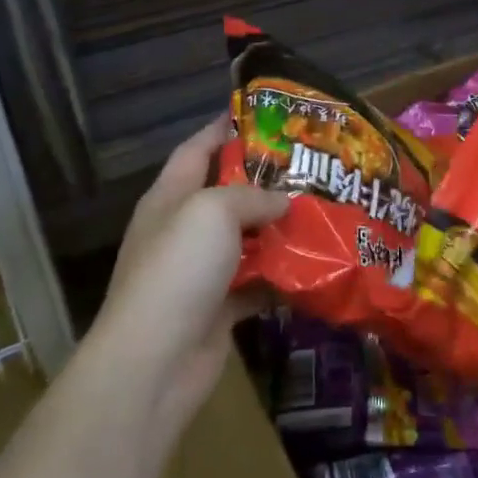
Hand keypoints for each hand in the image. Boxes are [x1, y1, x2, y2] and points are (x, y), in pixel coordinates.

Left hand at [94, 115, 289, 426]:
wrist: (154, 362)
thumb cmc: (178, 270)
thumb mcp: (213, 212)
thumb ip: (252, 196)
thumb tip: (284, 201)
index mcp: (170, 197)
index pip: (197, 148)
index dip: (225, 127)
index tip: (265, 114)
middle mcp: (182, 230)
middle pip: (226, 193)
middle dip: (266, 180)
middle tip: (312, 166)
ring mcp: (198, 272)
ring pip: (246, 239)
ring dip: (278, 228)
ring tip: (323, 211)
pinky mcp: (218, 308)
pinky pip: (255, 282)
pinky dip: (281, 275)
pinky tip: (315, 265)